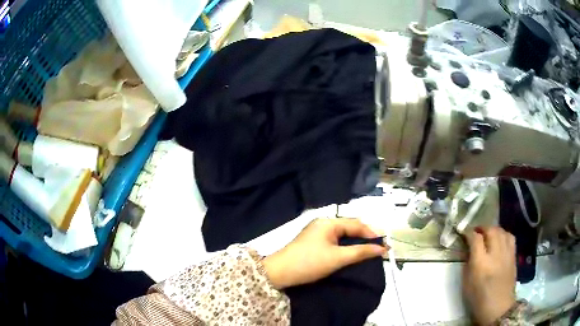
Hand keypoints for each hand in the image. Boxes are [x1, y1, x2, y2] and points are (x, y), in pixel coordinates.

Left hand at [262, 218, 387, 289]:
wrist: (279, 273)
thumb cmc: (309, 263)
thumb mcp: (338, 258)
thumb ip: (361, 252)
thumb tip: (382, 249)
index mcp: (328, 222)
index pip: (356, 224)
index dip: (371, 234)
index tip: (384, 245)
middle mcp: (322, 223)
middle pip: (349, 227)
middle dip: (364, 237)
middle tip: (378, 249)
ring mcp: (316, 233)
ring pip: (342, 235)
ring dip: (355, 243)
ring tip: (368, 252)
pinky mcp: (312, 243)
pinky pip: (334, 241)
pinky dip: (345, 246)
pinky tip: (351, 254)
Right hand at [463, 226, 516, 325]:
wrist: (499, 308)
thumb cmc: (479, 300)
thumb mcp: (467, 285)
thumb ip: (467, 265)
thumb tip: (467, 250)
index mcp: (481, 264)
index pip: (475, 239)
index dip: (469, 233)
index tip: (464, 233)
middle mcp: (495, 255)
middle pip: (490, 230)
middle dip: (482, 228)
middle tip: (476, 231)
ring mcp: (506, 254)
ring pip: (501, 231)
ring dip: (493, 229)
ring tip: (488, 234)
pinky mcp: (513, 255)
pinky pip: (510, 237)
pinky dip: (503, 234)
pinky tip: (500, 239)